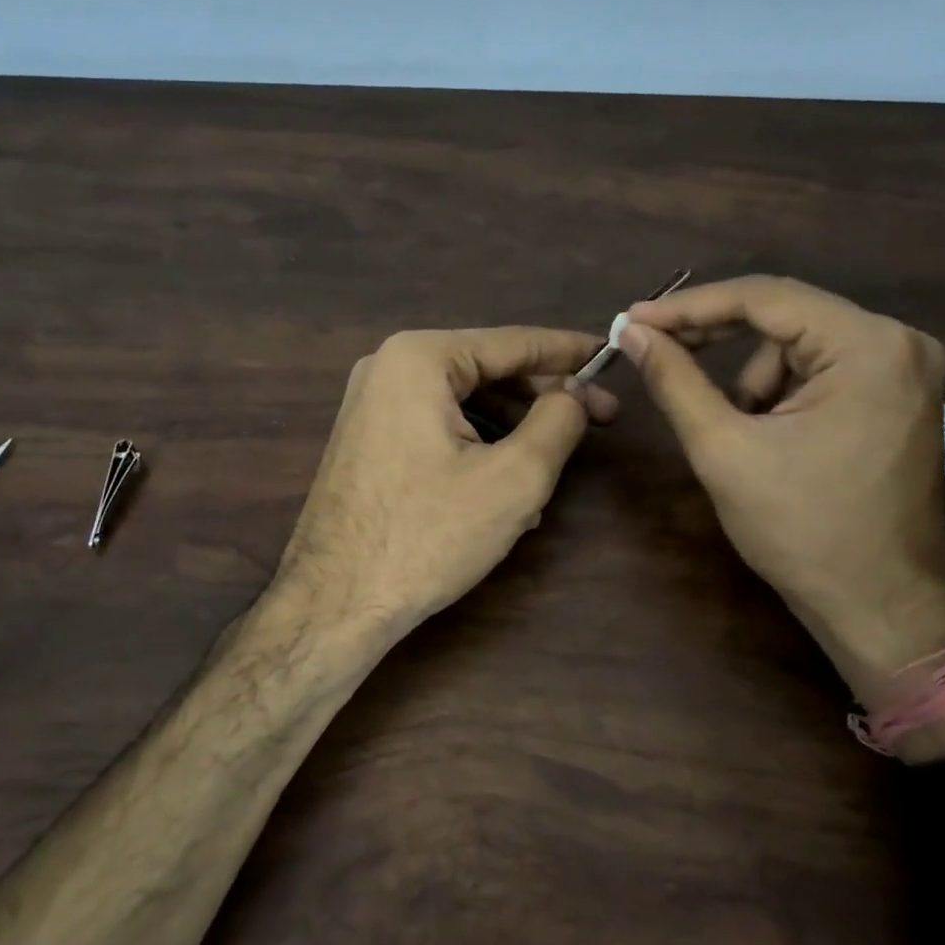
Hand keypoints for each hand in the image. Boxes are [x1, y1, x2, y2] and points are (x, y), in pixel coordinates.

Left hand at [273, 327, 616, 652]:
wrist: (334, 602)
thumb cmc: (427, 536)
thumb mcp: (515, 478)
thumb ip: (558, 420)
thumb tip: (573, 393)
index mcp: (419, 358)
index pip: (512, 342)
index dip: (569, 351)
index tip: (610, 356)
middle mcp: (388, 367)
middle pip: (486, 370)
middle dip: (543, 397)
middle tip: (599, 420)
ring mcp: (371, 404)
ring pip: (464, 402)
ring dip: (512, 429)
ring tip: (551, 470)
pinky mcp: (368, 439)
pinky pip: (436, 426)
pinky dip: (476, 446)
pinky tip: (503, 488)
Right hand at [620, 277, 944, 703]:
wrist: (876, 607)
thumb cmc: (801, 529)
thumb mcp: (723, 448)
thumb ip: (674, 379)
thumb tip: (632, 331)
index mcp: (868, 345)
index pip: (764, 298)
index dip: (689, 306)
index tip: (633, 319)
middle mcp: (899, 342)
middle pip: (784, 317)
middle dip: (716, 339)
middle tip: (654, 350)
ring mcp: (906, 370)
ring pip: (797, 347)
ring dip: (752, 380)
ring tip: (737, 435)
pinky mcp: (898, 398)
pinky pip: (821, 372)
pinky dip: (780, 394)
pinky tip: (768, 439)